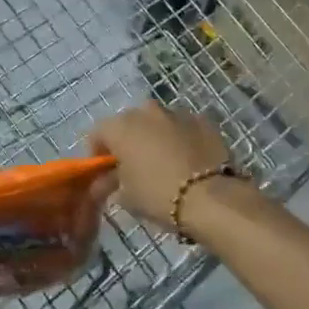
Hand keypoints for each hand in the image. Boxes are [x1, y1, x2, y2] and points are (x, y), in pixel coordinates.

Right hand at [86, 104, 235, 231]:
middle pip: (130, 123)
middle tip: (134, 166)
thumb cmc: (158, 195)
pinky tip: (188, 161)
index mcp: (121, 126)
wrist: (211, 197)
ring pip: (159, 123)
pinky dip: (182, 139)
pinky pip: (184, 128)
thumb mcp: (126, 197)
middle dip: (129, 141)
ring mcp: (177, 112)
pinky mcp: (203, 120)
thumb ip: (110, 184)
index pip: (98, 133)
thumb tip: (104, 184)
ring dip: (156, 137)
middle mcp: (147, 111)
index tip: (104, 171)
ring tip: (164, 163)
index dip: (98, 152)